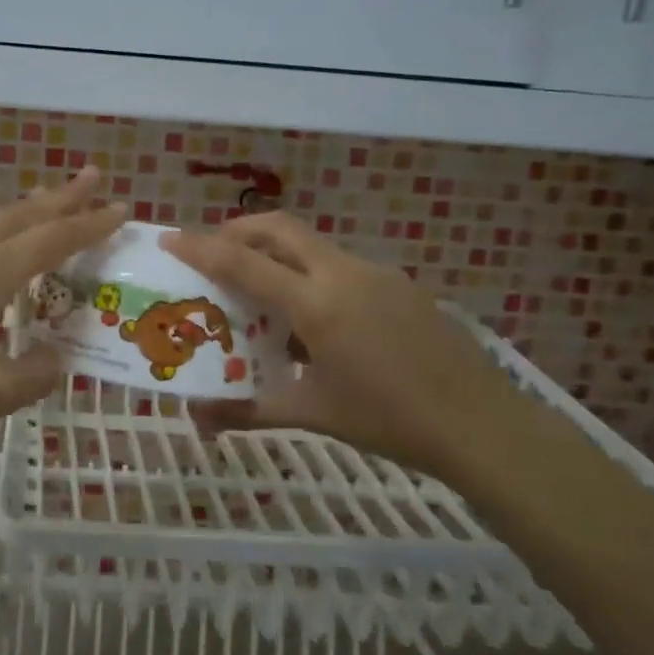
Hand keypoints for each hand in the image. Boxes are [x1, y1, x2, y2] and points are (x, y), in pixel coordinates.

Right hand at [162, 212, 524, 484]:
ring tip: (260, 290)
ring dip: (277, 253)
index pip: (244, 262)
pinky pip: (340, 265)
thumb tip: (199, 420)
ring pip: (312, 245)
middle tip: (214, 251)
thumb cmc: (388, 420)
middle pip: (279, 229)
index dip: (202, 248)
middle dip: (239, 230)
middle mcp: (343, 273)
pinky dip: (311, 274)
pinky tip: (314, 317)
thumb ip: (249, 410)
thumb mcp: (312, 413)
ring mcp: (376, 273)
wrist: (482, 425)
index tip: (171, 238)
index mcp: (317, 303)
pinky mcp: (399, 284)